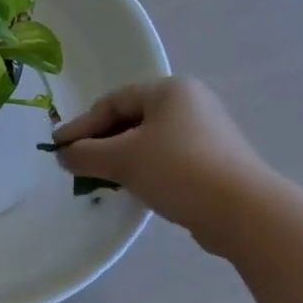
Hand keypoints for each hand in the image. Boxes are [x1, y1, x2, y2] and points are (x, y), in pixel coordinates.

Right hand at [54, 78, 278, 253]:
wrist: (244, 213)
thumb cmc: (178, 170)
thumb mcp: (122, 159)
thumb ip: (85, 154)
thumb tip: (63, 155)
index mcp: (170, 90)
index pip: (113, 101)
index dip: (82, 125)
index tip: (57, 147)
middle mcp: (191, 103)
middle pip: (132, 118)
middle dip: (101, 141)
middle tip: (77, 162)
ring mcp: (208, 132)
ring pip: (150, 140)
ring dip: (122, 157)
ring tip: (101, 177)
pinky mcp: (217, 161)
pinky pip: (169, 158)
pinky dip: (146, 169)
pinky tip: (134, 188)